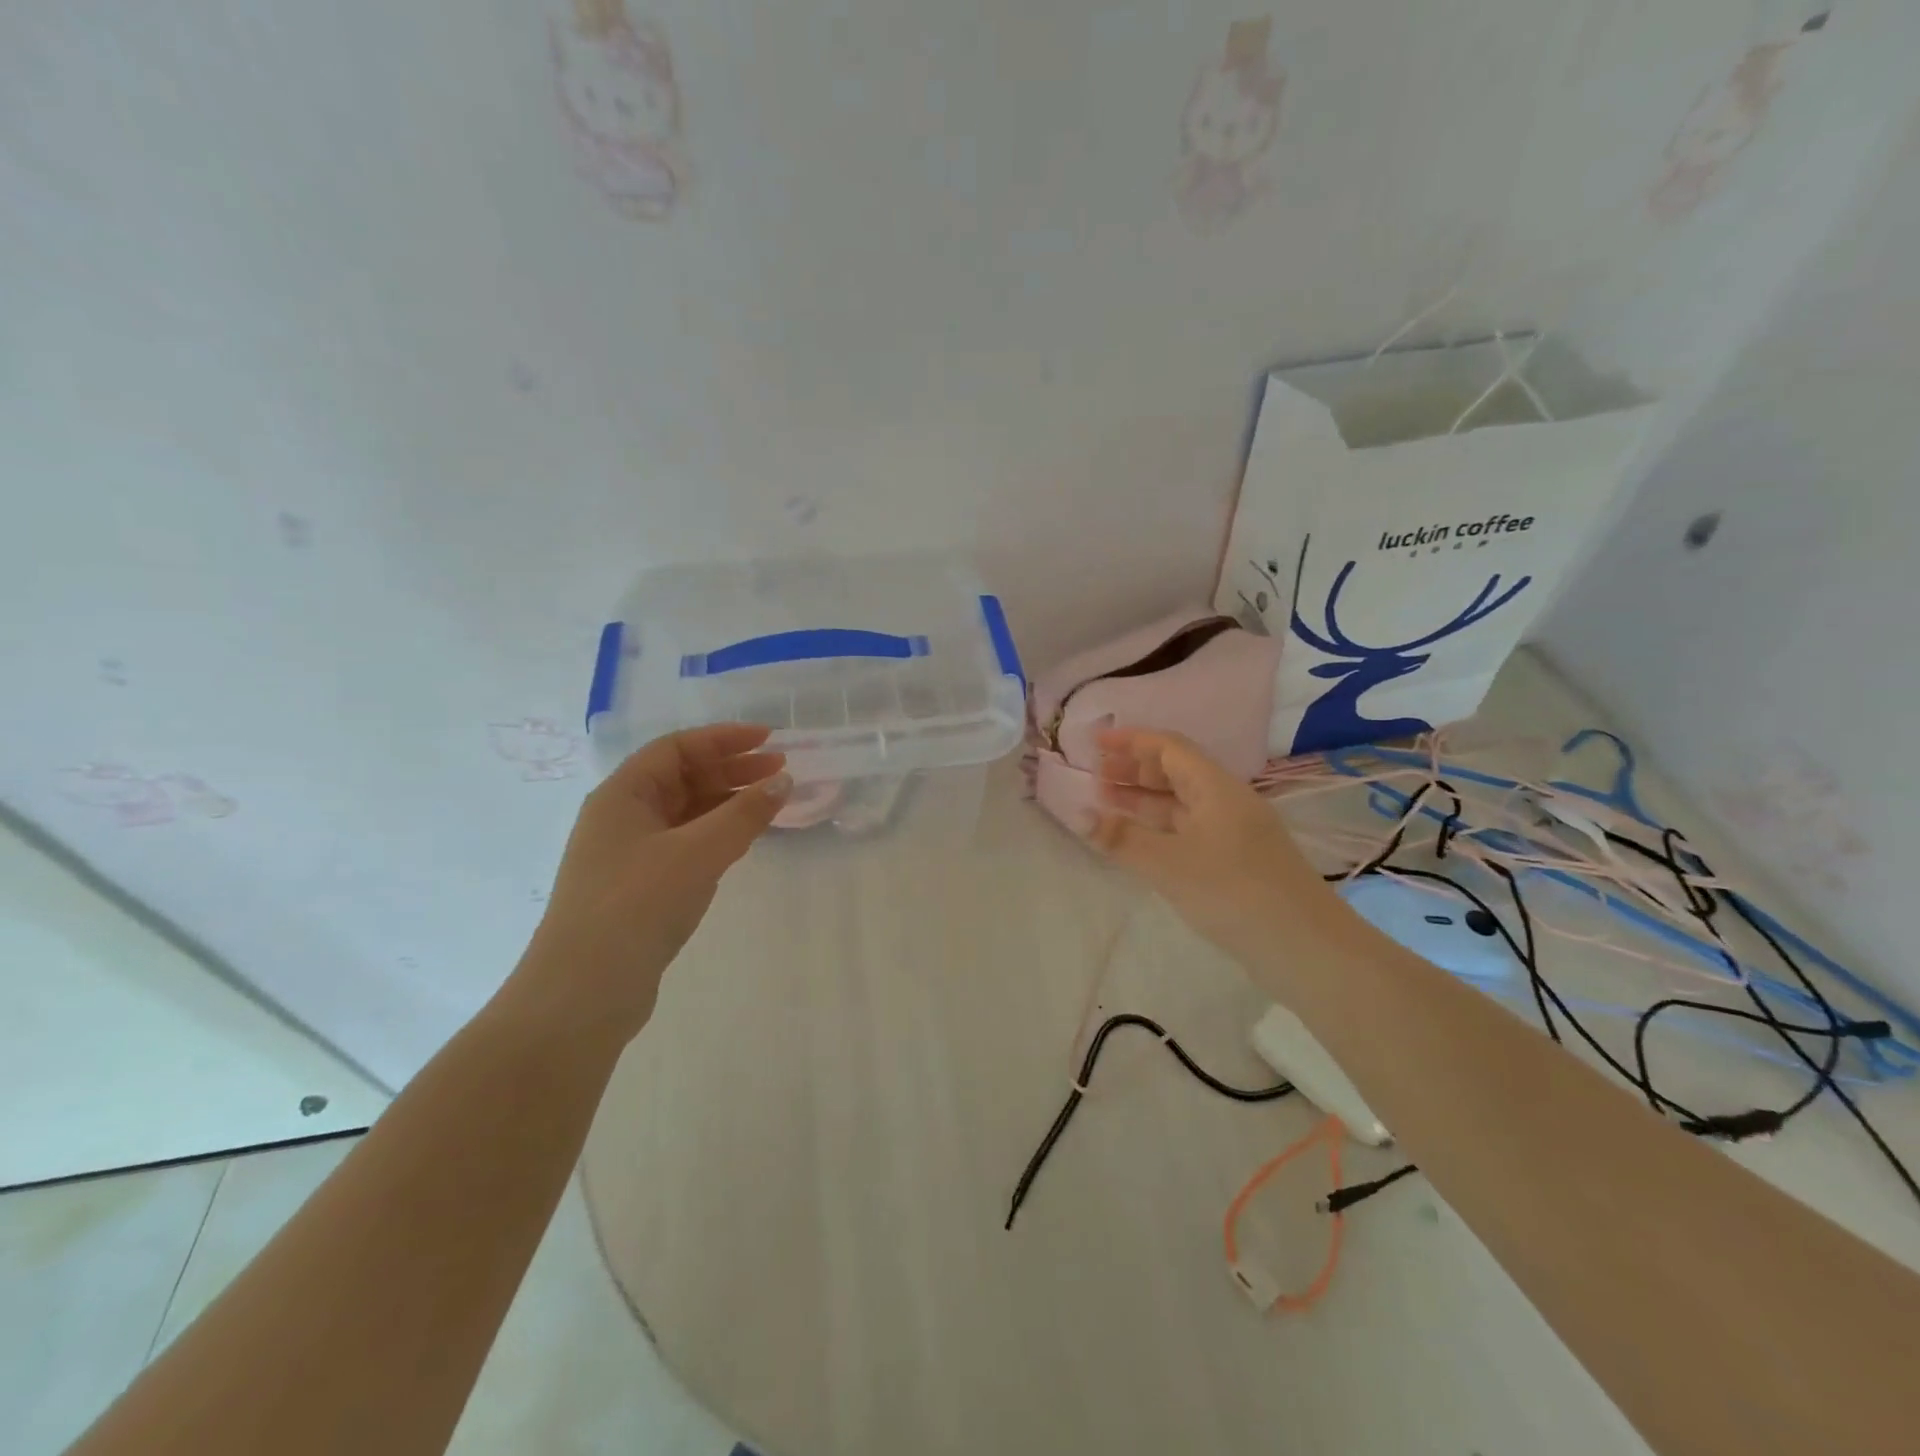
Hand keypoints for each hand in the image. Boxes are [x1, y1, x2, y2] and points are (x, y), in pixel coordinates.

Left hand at [509, 724, 790, 1043]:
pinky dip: (718, 835)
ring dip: (728, 803)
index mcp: (623, 795)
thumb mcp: (697, 853)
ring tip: (772, 804)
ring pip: (687, 813)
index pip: (677, 748)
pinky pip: (687, 844)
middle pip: (683, 778)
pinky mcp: (642, 887)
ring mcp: (630, 854)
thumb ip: (743, 814)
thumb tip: (783, 781)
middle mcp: (623, 817)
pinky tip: (744, 841)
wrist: (584, 992)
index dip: (724, 739)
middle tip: (781, 771)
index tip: (770, 739)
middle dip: (732, 770)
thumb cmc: (637, 905)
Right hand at [1086, 728, 1331, 969]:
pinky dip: (1159, 827)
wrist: (1305, 948)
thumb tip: (1080, 814)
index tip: (1094, 743)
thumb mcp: (1169, 864)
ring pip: (1181, 803)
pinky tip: (1138, 840)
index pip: (1169, 747)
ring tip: (1105, 803)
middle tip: (1093, 776)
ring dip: (1143, 799)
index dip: (1130, 741)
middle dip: (1133, 769)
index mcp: (1216, 788)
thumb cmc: (1233, 893)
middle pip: (1176, 771)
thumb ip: (1122, 837)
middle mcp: (1226, 801)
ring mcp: (1233, 832)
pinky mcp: (1235, 861)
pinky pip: (1188, 829)